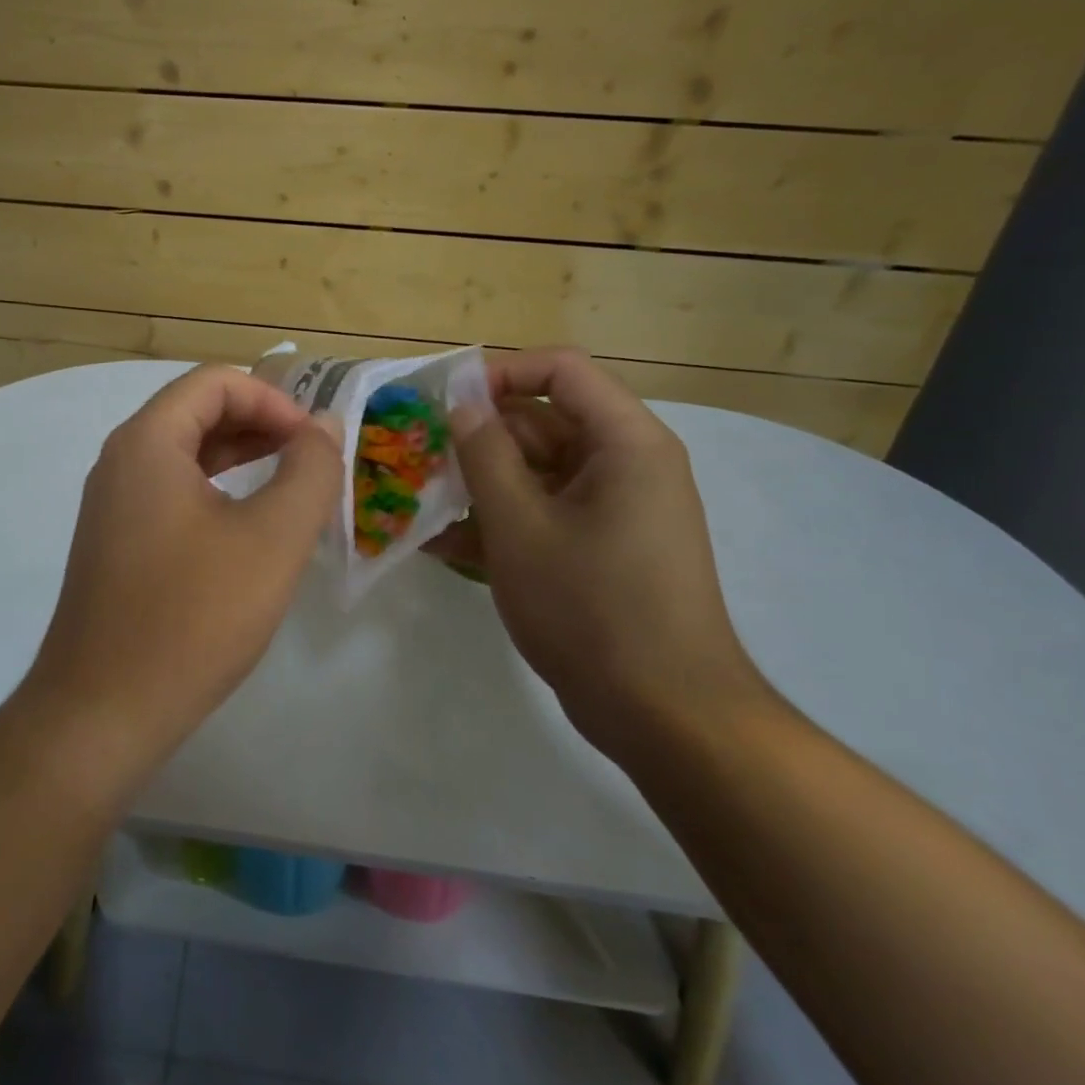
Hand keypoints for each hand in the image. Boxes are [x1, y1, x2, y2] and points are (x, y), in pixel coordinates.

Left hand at [22, 365, 342, 768]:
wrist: (102, 711)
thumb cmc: (192, 617)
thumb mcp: (272, 539)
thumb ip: (309, 472)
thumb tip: (324, 427)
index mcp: (147, 442)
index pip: (215, 382)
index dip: (273, 400)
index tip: (314, 442)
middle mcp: (120, 461)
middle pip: (196, 412)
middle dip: (260, 425)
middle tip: (312, 460)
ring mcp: (113, 505)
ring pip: (185, 455)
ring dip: (241, 458)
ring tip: (292, 486)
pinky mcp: (117, 543)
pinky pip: (172, 494)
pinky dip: (217, 492)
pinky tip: (250, 528)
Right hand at [431, 349, 770, 755]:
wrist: (665, 714)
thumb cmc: (591, 607)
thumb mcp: (520, 526)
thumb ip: (485, 455)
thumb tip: (463, 403)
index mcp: (624, 442)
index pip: (560, 370)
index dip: (500, 374)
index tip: (445, 402)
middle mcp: (626, 464)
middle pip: (544, 421)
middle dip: (479, 438)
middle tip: (419, 459)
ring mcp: (614, 509)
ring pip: (537, 471)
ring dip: (481, 484)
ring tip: (421, 503)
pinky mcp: (601, 548)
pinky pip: (546, 513)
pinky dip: (501, 522)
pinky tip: (443, 545)